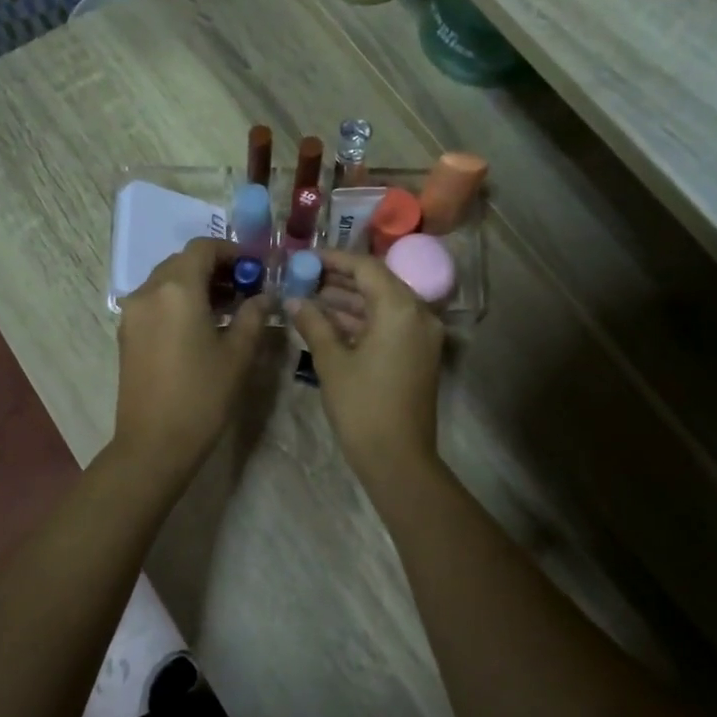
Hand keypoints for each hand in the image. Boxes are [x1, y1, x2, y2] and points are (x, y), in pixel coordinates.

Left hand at [112, 238, 266, 471]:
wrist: (153, 444)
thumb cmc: (202, 396)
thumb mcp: (238, 354)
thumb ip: (253, 315)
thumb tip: (264, 296)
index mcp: (177, 289)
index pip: (203, 248)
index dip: (232, 251)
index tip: (256, 267)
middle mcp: (149, 291)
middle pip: (183, 262)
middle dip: (215, 267)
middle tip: (245, 287)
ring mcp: (133, 313)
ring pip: (167, 281)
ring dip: (197, 284)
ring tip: (228, 307)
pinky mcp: (127, 333)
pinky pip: (156, 302)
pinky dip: (179, 301)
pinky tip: (202, 325)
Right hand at [289, 251, 444, 479]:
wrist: (398, 458)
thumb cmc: (362, 406)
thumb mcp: (332, 361)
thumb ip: (314, 323)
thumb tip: (294, 300)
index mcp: (400, 308)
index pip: (366, 267)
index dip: (334, 259)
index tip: (306, 258)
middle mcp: (419, 314)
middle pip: (378, 282)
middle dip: (340, 278)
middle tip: (304, 276)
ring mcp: (422, 335)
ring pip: (383, 304)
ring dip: (350, 300)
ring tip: (310, 297)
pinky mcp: (419, 353)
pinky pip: (390, 324)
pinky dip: (363, 319)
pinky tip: (330, 321)